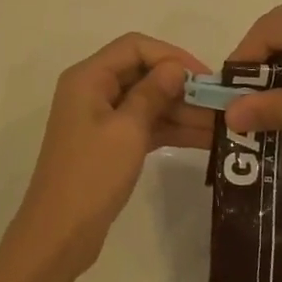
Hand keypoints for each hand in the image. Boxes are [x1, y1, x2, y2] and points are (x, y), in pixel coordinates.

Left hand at [5, 34, 210, 278]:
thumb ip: (153, 93)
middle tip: (220, 104)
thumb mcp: (128, 130)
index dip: (171, 55)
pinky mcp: (109, 143)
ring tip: (222, 124)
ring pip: (147, 101)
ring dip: (181, 110)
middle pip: (142, 72)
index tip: (205, 76)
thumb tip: (176, 68)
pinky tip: (205, 139)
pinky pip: (144, 125)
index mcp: (88, 77)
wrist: (59, 234)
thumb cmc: (92, 175)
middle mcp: (93, 90)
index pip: (135, 47)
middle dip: (181, 86)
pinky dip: (170, 129)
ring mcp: (100, 118)